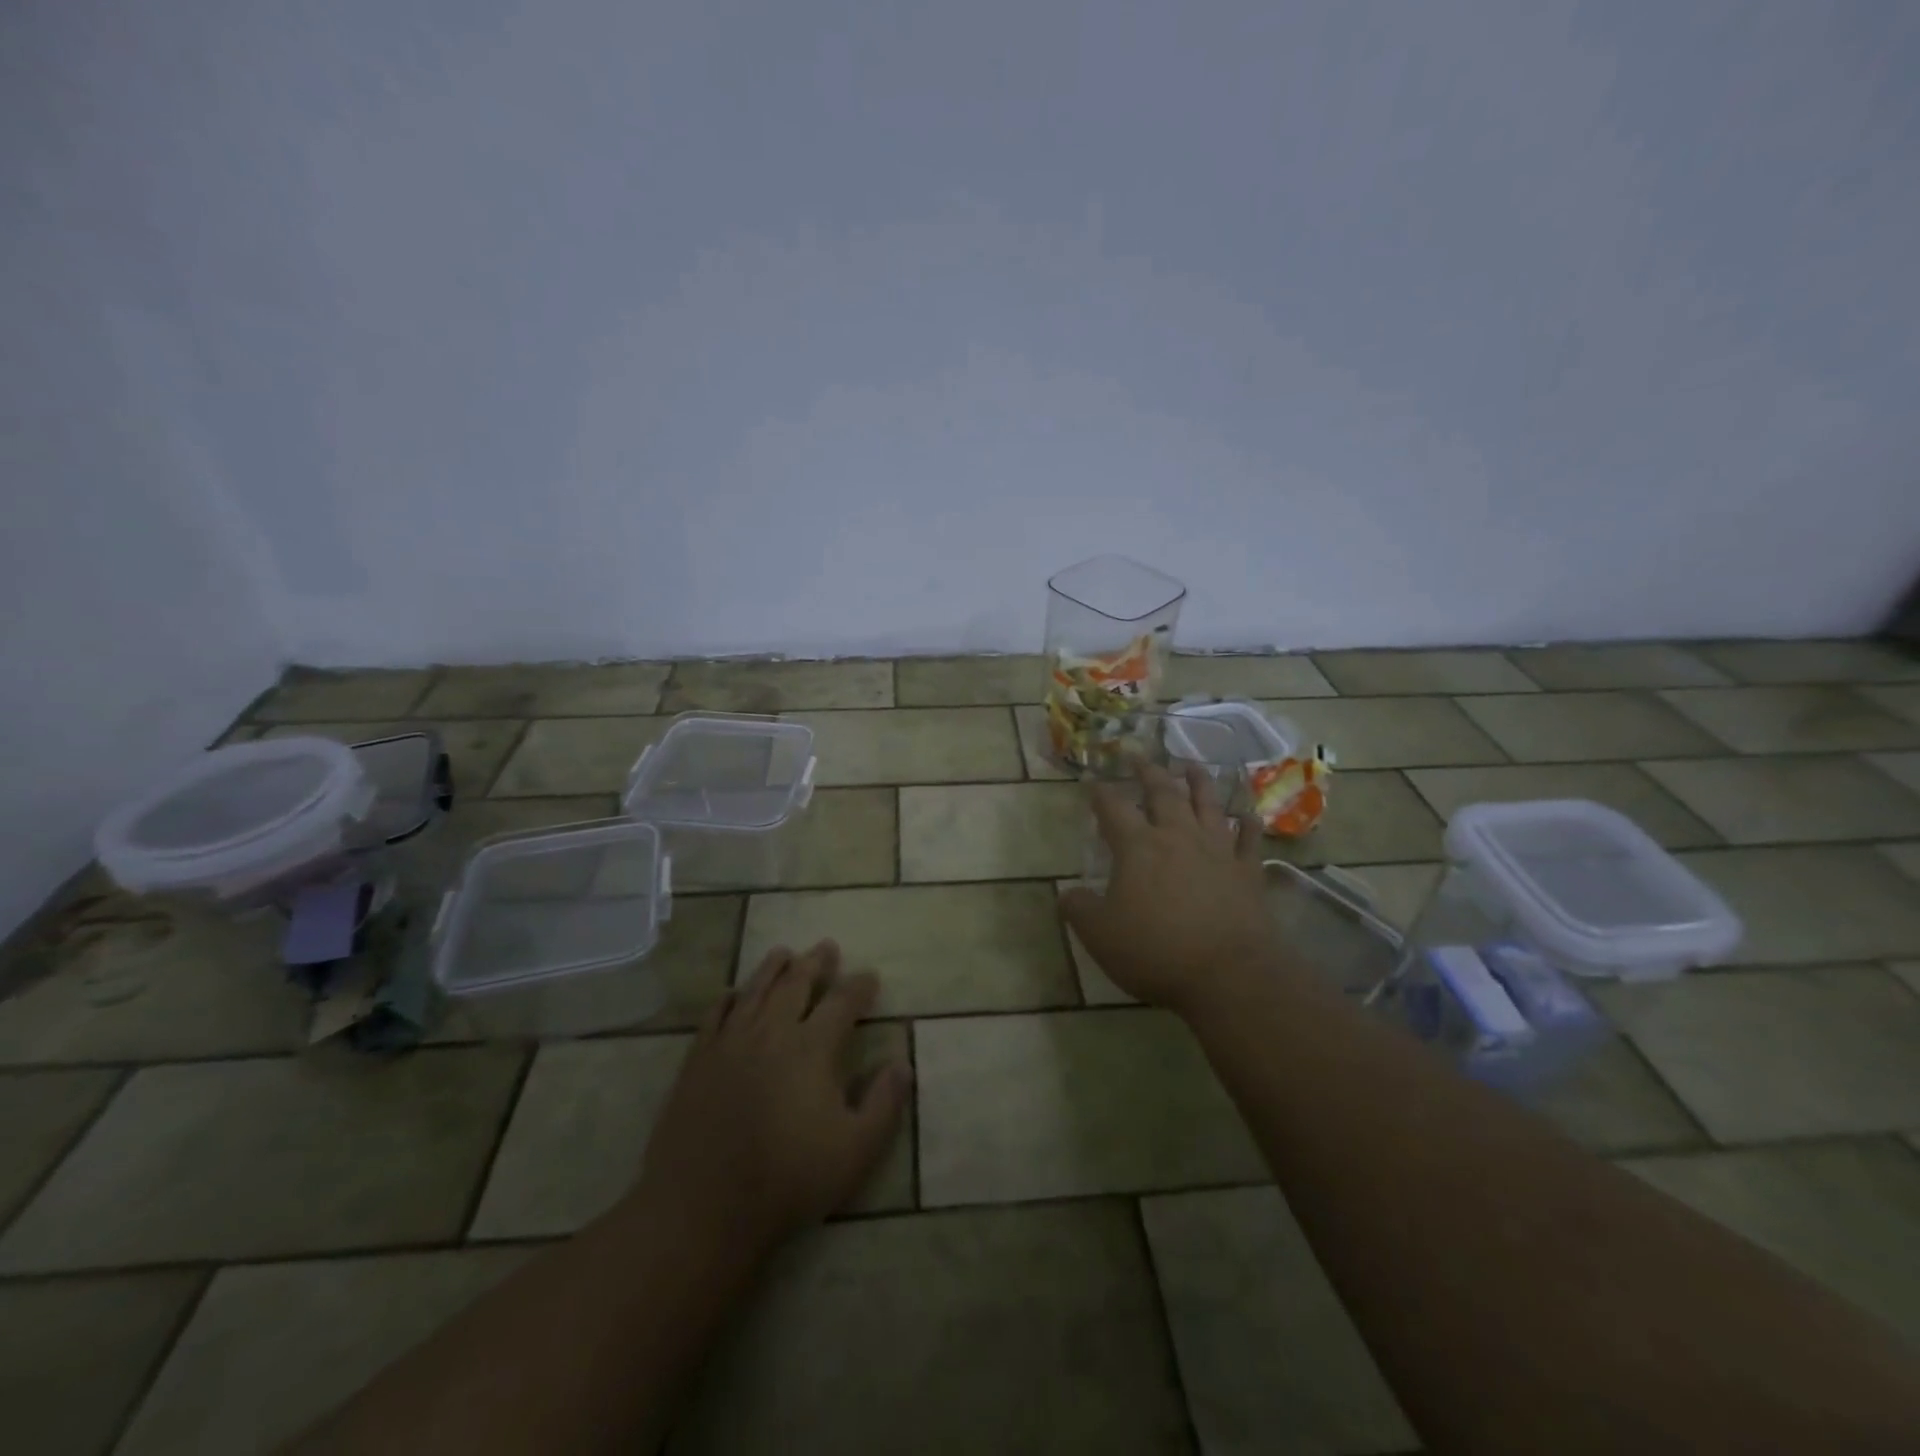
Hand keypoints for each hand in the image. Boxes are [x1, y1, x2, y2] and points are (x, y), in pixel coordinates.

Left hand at [629, 940, 910, 1254]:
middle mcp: (772, 1032)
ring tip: (784, 952)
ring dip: (772, 968)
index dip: (859, 986)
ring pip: (755, 990)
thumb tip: (903, 1063)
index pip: (843, 1002)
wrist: (703, 1206)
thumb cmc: (789, 1179)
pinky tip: (732, 993)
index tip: (870, 976)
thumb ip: (884, 1103)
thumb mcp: (856, 1150)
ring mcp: (730, 1043)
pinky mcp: (698, 1061)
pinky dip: (727, 999)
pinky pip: (714, 1016)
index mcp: (813, 1048)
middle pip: (796, 984)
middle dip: (815, 963)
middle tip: (827, 947)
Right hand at [1061, 763, 1287, 1018]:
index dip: (1101, 793)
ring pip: (1207, 804)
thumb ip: (1079, 909)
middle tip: (1140, 757)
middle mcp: (1177, 836)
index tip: (1093, 782)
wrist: (1227, 973)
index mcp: (1137, 846)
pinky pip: (1249, 838)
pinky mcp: (1246, 871)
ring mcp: (1217, 850)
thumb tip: (1066, 893)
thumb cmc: (1155, 950)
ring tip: (1191, 765)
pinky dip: (1247, 823)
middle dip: (1148, 772)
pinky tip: (1247, 814)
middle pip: (1162, 793)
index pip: (1113, 808)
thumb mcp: (1099, 935)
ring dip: (1198, 782)